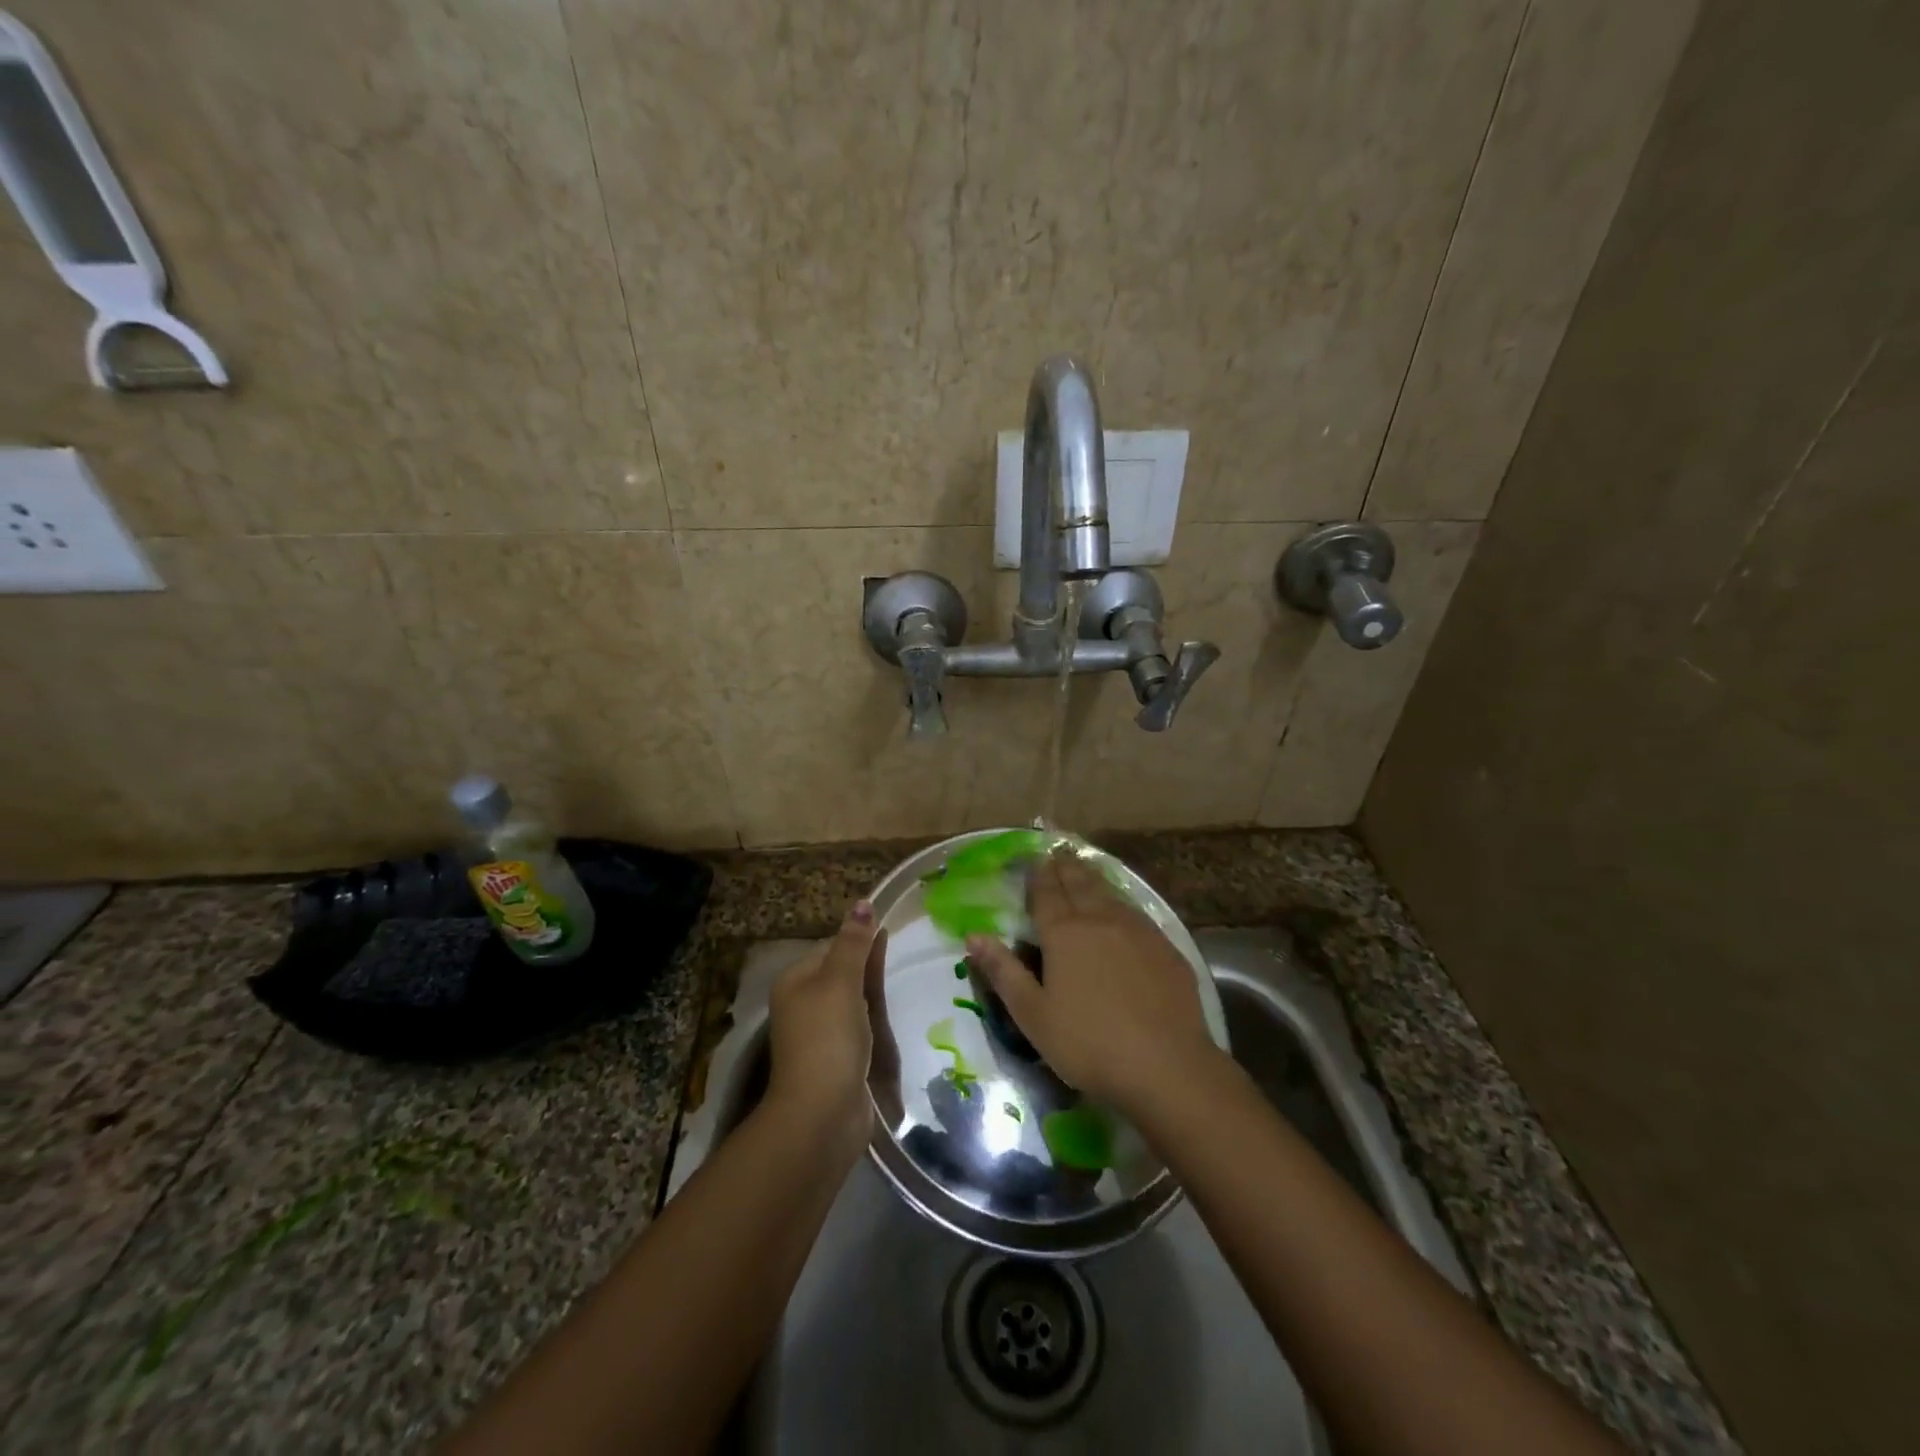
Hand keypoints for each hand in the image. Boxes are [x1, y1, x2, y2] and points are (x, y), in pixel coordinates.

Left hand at [767, 901, 886, 1162]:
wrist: (822, 1114)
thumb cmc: (828, 1039)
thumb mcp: (841, 982)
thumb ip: (854, 943)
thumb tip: (863, 902)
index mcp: (795, 981)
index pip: (830, 946)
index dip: (858, 937)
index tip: (890, 930)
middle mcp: (803, 1004)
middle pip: (841, 972)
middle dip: (867, 963)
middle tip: (902, 952)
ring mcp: (819, 1033)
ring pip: (851, 1000)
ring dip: (872, 991)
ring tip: (901, 978)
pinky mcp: (837, 1058)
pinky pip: (858, 1026)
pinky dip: (874, 1018)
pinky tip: (890, 1015)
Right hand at [966, 852, 1215, 1117]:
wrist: (1167, 1066)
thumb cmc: (1089, 1044)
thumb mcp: (1033, 1015)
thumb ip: (1003, 972)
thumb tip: (973, 936)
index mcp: (1064, 934)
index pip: (1046, 894)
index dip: (1038, 876)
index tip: (1034, 859)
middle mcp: (1100, 920)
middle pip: (1079, 884)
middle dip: (1066, 867)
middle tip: (1058, 851)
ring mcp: (1137, 930)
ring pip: (1110, 893)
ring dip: (1093, 877)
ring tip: (1084, 866)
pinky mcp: (1165, 947)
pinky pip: (1136, 912)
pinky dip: (1121, 900)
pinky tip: (1122, 907)